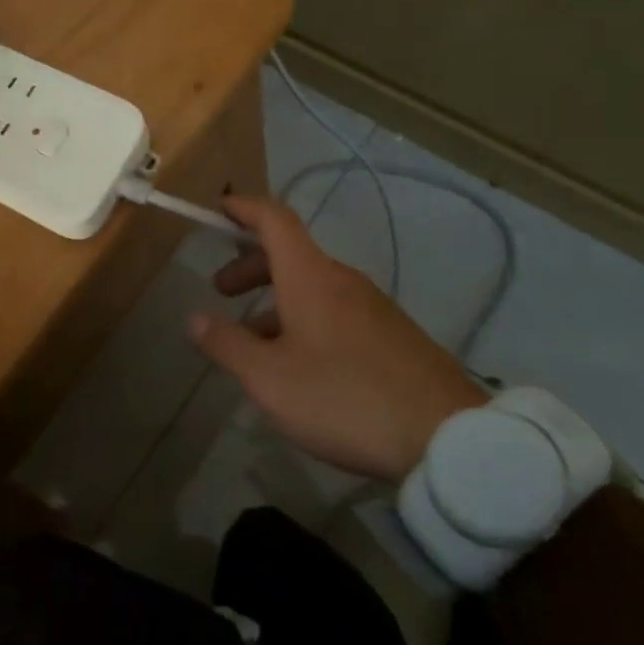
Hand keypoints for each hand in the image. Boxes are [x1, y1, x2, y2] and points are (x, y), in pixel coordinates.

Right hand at [189, 195, 486, 481]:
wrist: (448, 437)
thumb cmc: (344, 398)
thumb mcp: (270, 379)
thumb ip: (227, 345)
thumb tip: (195, 318)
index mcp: (310, 277)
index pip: (274, 219)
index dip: (244, 207)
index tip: (219, 207)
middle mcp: (342, 280)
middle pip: (290, 253)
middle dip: (251, 265)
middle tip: (222, 290)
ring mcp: (373, 307)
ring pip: (313, 287)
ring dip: (276, 300)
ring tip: (253, 341)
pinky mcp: (392, 335)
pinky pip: (336, 311)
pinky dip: (305, 319)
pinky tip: (300, 364)